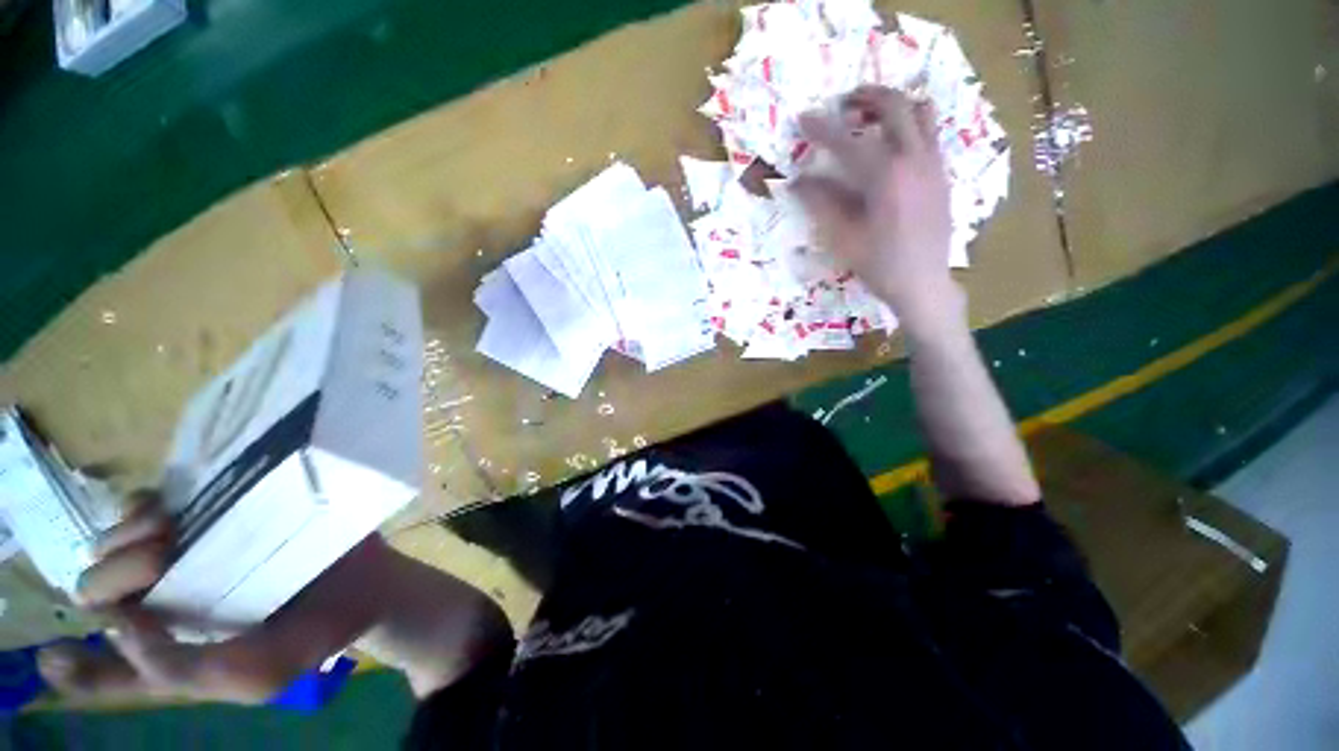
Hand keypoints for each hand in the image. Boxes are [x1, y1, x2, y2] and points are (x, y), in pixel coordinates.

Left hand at [38, 494, 389, 704]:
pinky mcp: (213, 520)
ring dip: (121, 536)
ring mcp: (187, 558)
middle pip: (96, 591)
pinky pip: (150, 507)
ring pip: (112, 544)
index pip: (101, 670)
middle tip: (161, 560)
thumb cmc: (315, 632)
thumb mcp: (257, 676)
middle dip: (109, 576)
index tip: (55, 654)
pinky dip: (143, 505)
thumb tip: (120, 622)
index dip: (73, 663)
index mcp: (171, 650)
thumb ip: (185, 671)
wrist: (365, 580)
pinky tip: (166, 508)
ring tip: (166, 531)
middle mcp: (166, 604)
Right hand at [793, 86, 961, 329]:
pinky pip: (932, 134)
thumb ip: (821, 203)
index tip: (803, 118)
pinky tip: (894, 145)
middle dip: (867, 96)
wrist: (923, 282)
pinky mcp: (943, 174)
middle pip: (895, 106)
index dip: (821, 129)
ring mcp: (934, 164)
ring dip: (896, 105)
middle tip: (844, 101)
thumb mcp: (842, 237)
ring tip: (873, 115)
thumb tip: (798, 181)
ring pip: (922, 112)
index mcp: (885, 176)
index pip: (847, 141)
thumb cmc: (878, 264)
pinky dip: (912, 125)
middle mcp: (914, 159)